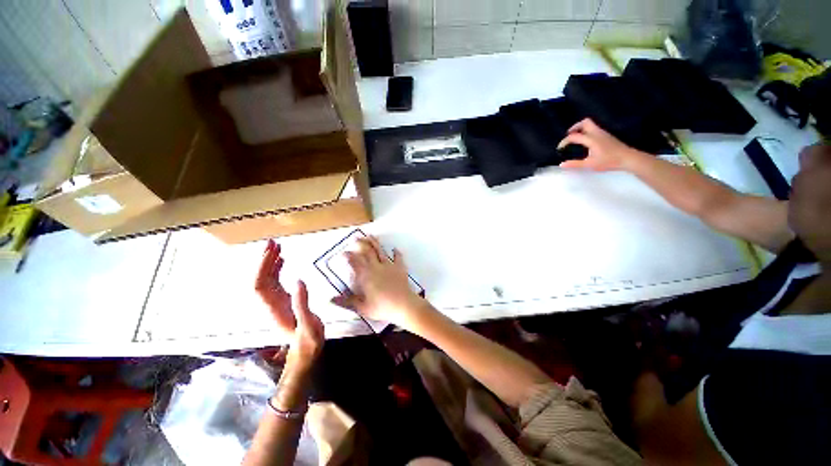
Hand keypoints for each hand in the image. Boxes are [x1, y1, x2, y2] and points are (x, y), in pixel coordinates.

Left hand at [254, 240, 323, 369]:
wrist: (306, 350)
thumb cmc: (308, 340)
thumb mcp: (308, 324)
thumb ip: (302, 304)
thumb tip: (299, 280)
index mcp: (273, 308)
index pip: (259, 285)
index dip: (261, 268)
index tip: (271, 252)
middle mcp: (270, 303)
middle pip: (259, 279)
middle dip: (263, 260)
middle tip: (272, 242)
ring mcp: (275, 301)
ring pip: (266, 279)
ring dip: (269, 262)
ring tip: (277, 246)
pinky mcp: (282, 300)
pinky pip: (275, 281)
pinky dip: (276, 269)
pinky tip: (282, 260)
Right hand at [332, 236, 428, 328]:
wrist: (403, 305)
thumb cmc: (382, 307)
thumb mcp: (362, 308)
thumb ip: (347, 302)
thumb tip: (331, 300)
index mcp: (366, 275)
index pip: (355, 262)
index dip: (348, 256)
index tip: (343, 252)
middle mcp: (376, 267)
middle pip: (367, 252)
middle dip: (361, 244)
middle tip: (355, 238)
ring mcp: (389, 266)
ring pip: (380, 251)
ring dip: (375, 243)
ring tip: (371, 236)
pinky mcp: (400, 268)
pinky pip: (398, 258)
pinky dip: (396, 253)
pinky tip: (395, 249)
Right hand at [557, 118, 645, 171]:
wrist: (628, 158)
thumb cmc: (609, 161)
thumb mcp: (589, 164)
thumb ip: (575, 164)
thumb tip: (561, 165)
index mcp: (591, 139)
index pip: (574, 136)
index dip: (565, 141)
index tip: (560, 148)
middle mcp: (597, 133)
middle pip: (584, 122)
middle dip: (574, 127)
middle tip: (568, 136)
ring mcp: (603, 133)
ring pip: (590, 124)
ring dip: (581, 129)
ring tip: (575, 139)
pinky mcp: (606, 135)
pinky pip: (594, 129)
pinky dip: (586, 131)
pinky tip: (585, 141)